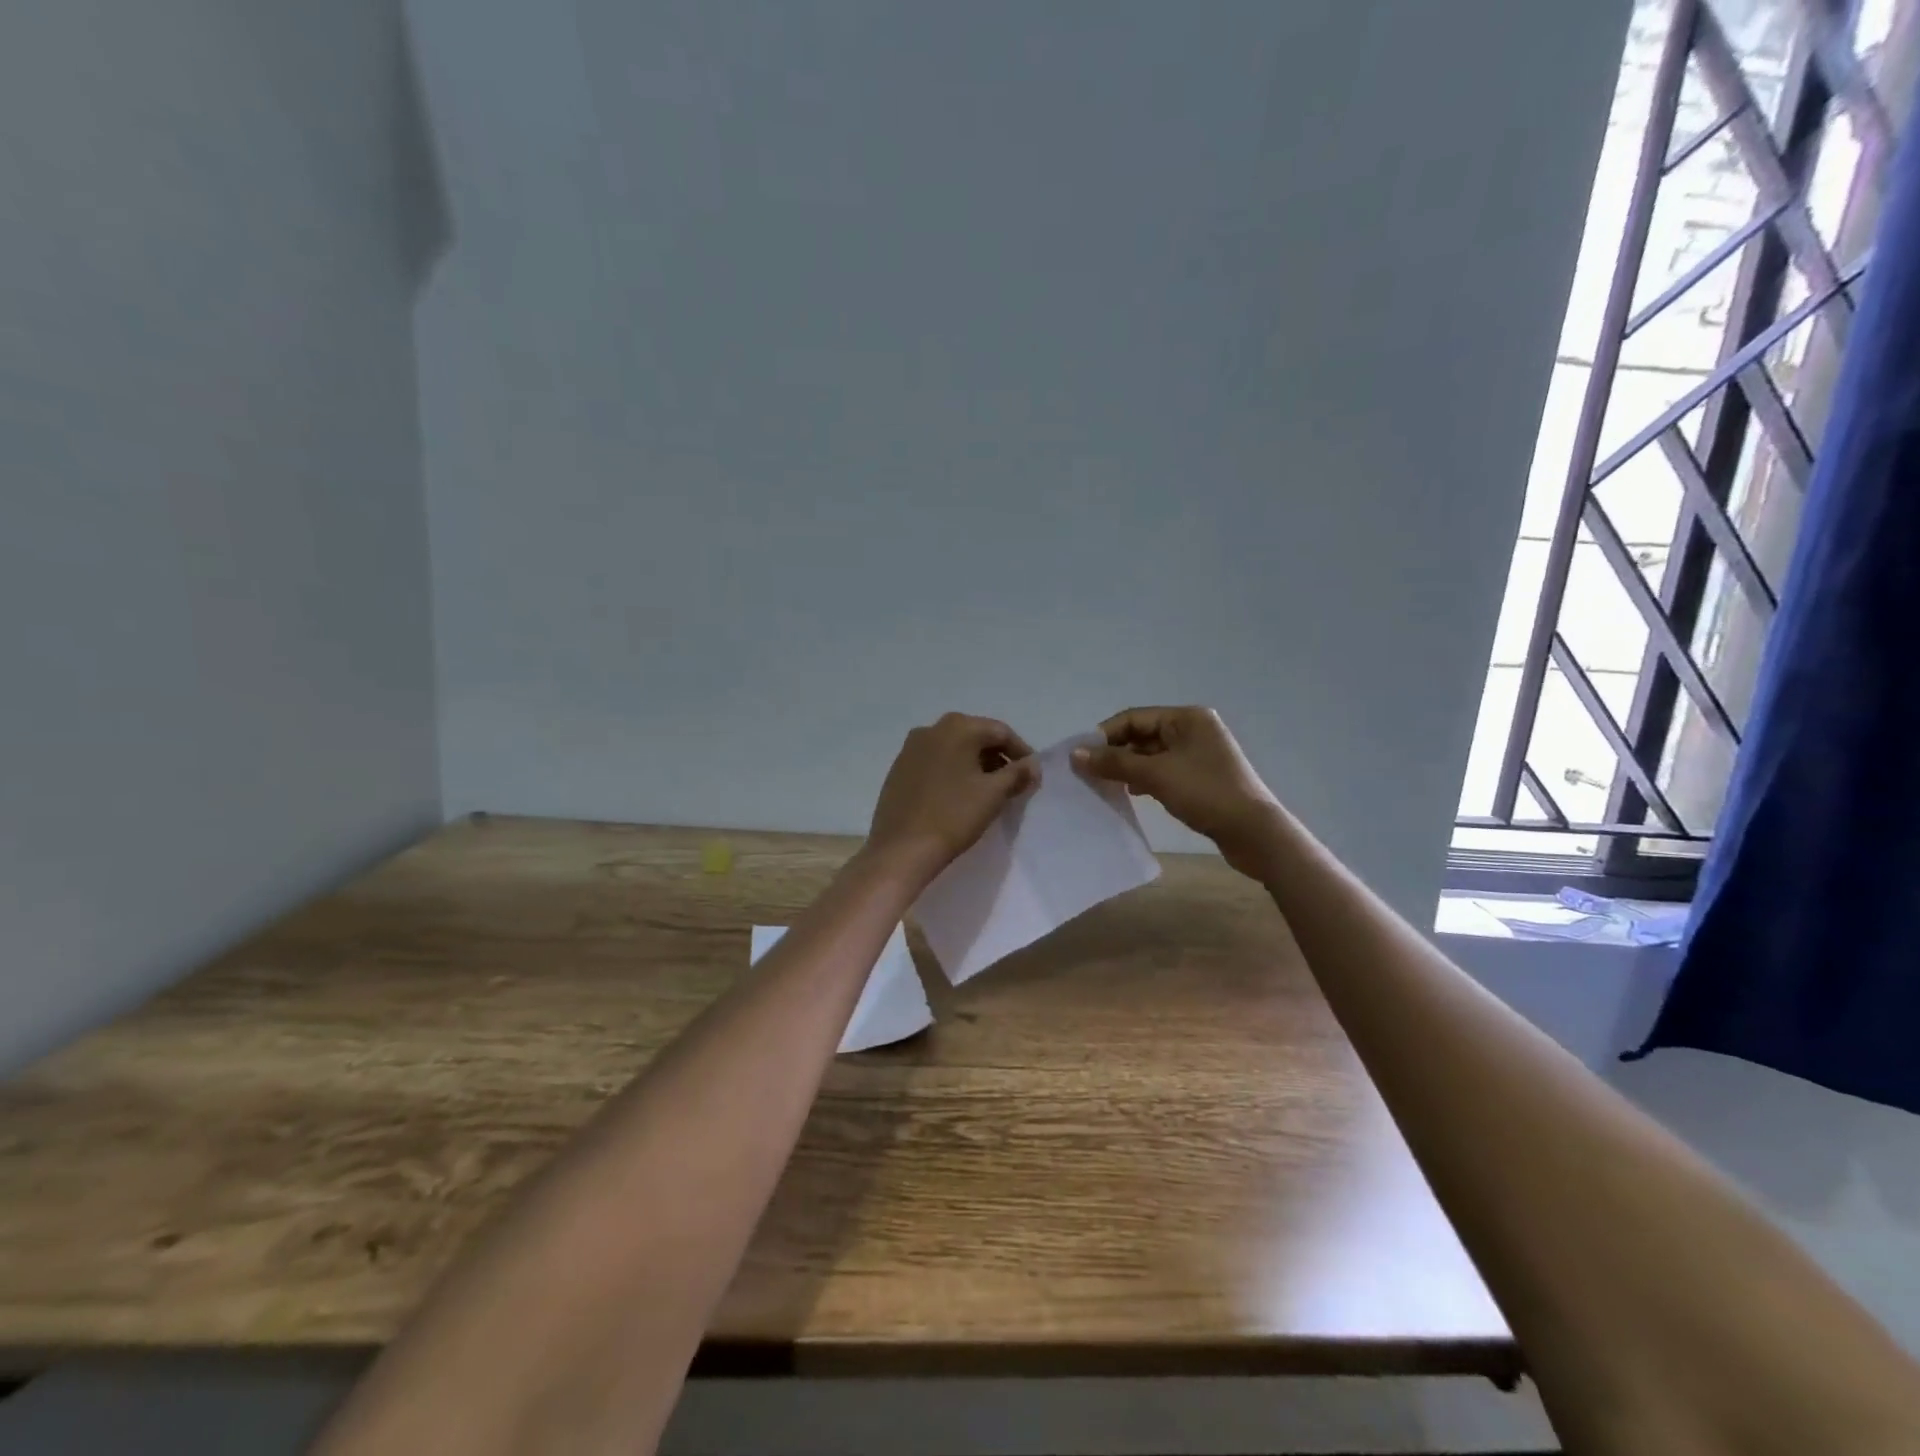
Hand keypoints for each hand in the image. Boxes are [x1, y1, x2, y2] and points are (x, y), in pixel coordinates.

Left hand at [865, 713, 1035, 885]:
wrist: (901, 849)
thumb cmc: (953, 816)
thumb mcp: (993, 794)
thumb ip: (1018, 773)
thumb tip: (1032, 764)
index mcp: (957, 727)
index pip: (1000, 732)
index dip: (1021, 752)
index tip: (1032, 775)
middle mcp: (931, 729)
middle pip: (975, 736)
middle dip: (997, 757)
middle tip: (1013, 783)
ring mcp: (910, 748)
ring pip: (954, 749)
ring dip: (975, 764)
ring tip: (988, 791)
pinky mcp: (899, 768)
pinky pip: (935, 761)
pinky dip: (952, 771)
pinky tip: (959, 795)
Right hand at [1073, 706, 1279, 875]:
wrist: (1254, 832)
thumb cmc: (1205, 793)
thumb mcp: (1155, 775)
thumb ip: (1114, 762)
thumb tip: (1075, 754)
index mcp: (1187, 717)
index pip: (1133, 717)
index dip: (1104, 735)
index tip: (1080, 758)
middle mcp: (1194, 729)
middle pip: (1142, 735)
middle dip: (1115, 753)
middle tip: (1089, 774)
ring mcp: (1199, 754)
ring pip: (1152, 754)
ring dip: (1128, 767)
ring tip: (1106, 785)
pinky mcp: (1202, 777)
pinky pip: (1164, 770)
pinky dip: (1146, 778)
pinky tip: (1133, 793)